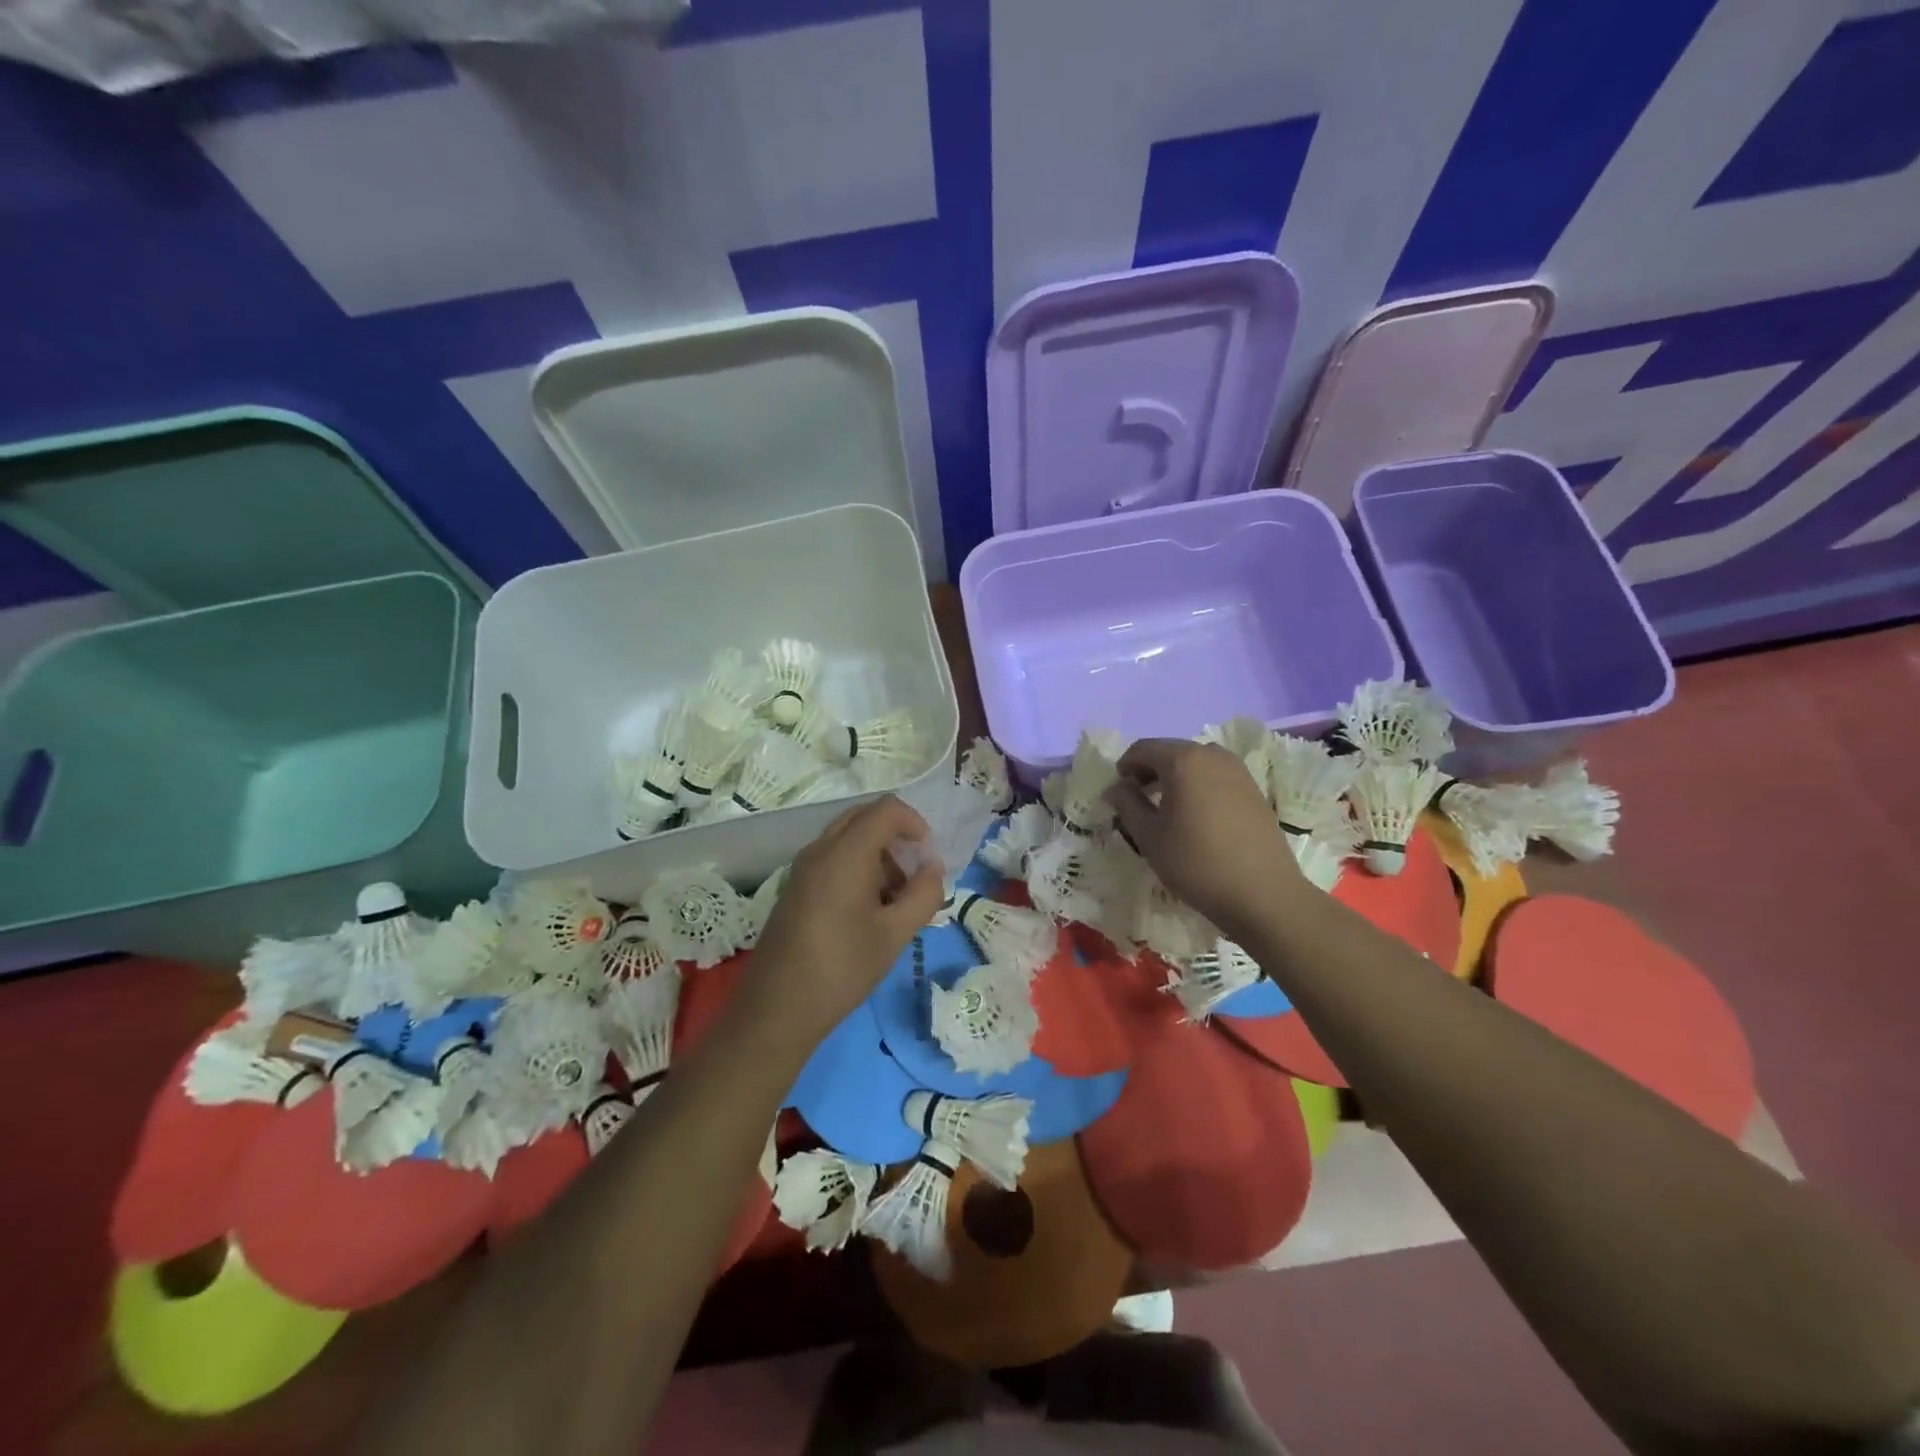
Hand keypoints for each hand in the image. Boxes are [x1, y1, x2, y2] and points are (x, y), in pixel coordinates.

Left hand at [743, 796, 945, 1041]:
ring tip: (894, 900)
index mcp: (845, 854)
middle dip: (895, 837)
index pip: (886, 809)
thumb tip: (933, 869)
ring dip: (877, 854)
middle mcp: (820, 850)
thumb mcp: (895, 934)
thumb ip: (924, 894)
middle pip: (863, 817)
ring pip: (847, 838)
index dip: (915, 823)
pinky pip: (832, 858)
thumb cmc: (842, 968)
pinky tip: (866, 911)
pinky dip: (856, 867)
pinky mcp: (794, 888)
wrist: (777, 1009)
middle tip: (913, 875)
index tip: (928, 857)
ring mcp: (802, 868)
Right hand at [1106, 739, 1306, 943]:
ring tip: (1165, 808)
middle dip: (1149, 771)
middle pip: (1170, 751)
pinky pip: (1215, 776)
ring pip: (1195, 763)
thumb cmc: (1197, 863)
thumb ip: (1127, 804)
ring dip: (1174, 778)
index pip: (1143, 749)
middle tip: (1137, 799)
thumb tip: (1117, 788)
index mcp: (1184, 760)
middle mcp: (1212, 755)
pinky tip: (1195, 816)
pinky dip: (1197, 786)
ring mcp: (1238, 770)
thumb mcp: (1149, 836)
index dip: (1125, 766)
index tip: (1118, 791)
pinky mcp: (1253, 789)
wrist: (1263, 894)